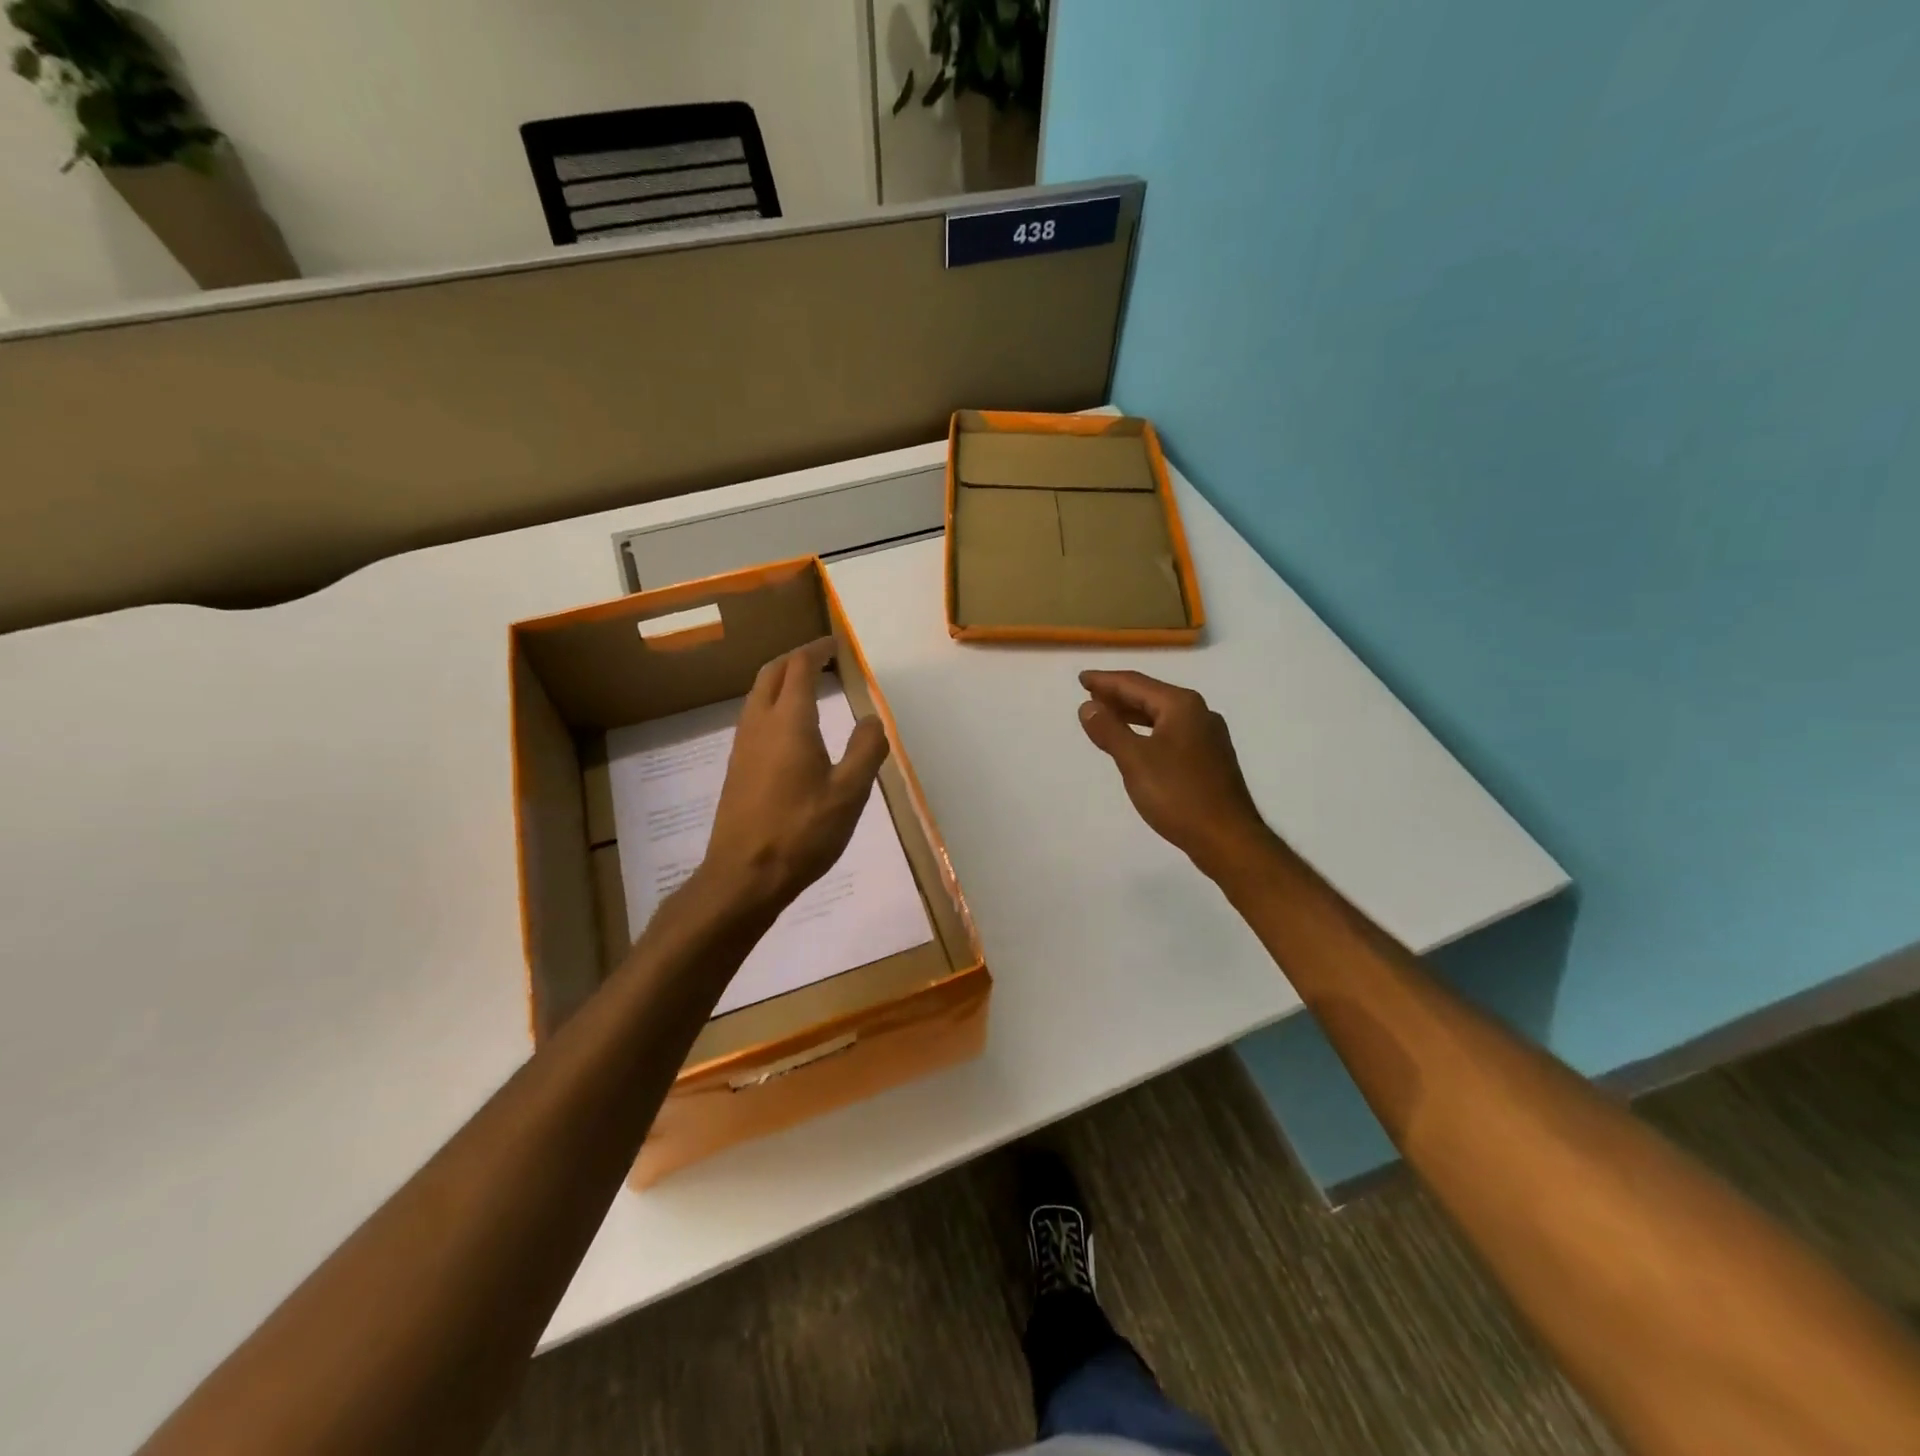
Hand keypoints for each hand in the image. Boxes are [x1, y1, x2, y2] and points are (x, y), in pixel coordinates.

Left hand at [700, 637, 889, 916]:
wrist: (744, 876)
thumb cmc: (802, 832)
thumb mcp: (849, 794)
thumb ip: (865, 751)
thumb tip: (872, 719)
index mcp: (789, 722)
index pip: (799, 667)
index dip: (818, 649)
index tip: (836, 645)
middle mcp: (760, 724)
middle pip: (771, 673)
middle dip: (796, 657)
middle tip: (822, 657)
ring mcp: (742, 746)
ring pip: (757, 695)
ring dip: (780, 680)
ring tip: (807, 685)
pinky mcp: (736, 768)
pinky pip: (753, 718)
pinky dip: (772, 704)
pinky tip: (789, 728)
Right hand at [1077, 670, 1276, 881]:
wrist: (1227, 838)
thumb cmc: (1179, 795)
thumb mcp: (1135, 760)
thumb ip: (1109, 730)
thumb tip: (1088, 705)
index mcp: (1182, 706)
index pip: (1135, 683)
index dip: (1105, 681)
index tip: (1081, 678)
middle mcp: (1199, 713)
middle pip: (1151, 695)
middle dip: (1118, 695)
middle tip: (1089, 694)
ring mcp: (1208, 737)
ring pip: (1162, 715)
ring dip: (1132, 714)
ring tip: (1105, 716)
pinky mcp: (1209, 759)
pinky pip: (1171, 732)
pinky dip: (1147, 731)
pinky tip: (1136, 743)